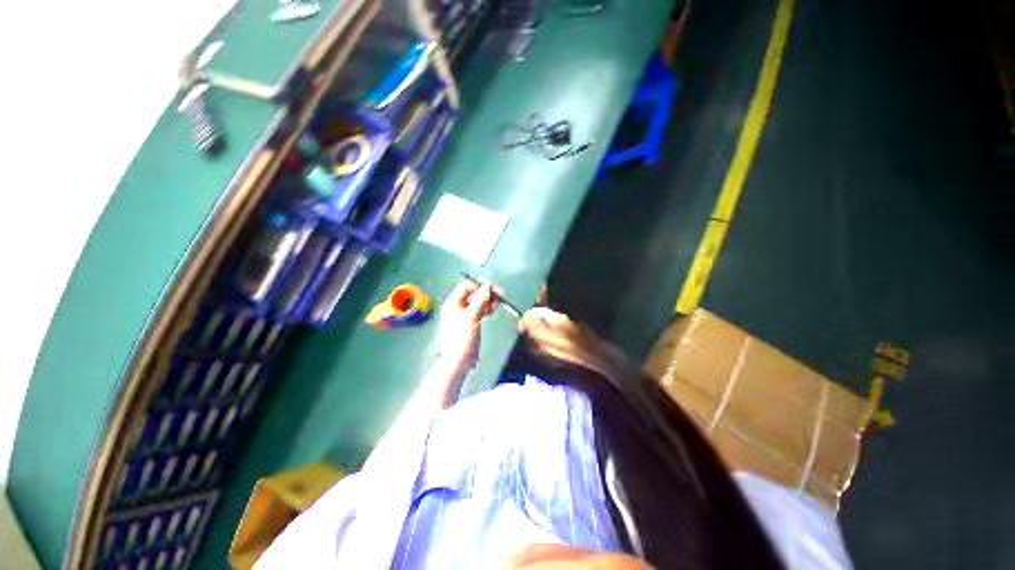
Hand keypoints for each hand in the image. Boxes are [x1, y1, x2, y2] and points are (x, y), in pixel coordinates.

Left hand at [437, 280, 500, 371]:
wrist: (458, 360)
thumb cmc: (462, 338)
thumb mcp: (471, 317)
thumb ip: (480, 300)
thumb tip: (487, 286)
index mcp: (453, 302)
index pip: (466, 285)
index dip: (479, 285)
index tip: (492, 290)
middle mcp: (458, 306)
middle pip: (473, 292)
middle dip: (486, 292)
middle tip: (500, 295)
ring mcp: (464, 314)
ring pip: (478, 301)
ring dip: (488, 300)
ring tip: (496, 305)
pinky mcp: (471, 322)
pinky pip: (479, 309)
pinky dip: (486, 308)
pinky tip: (492, 311)